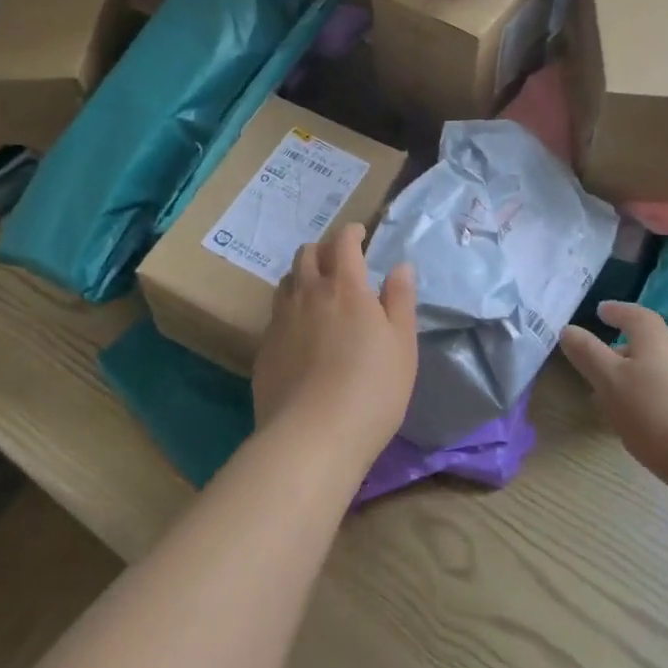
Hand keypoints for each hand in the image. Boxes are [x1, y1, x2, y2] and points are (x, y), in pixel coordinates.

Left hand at [253, 224, 417, 463]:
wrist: (312, 436)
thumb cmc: (372, 389)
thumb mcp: (402, 345)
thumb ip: (401, 300)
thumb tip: (400, 266)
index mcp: (345, 287)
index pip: (343, 242)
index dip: (351, 232)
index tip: (360, 233)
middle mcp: (308, 293)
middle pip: (307, 253)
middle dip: (324, 249)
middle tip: (339, 261)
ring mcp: (281, 320)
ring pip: (287, 281)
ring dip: (303, 276)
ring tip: (317, 291)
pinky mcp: (264, 347)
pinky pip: (276, 314)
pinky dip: (290, 309)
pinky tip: (300, 332)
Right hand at [558, 301, 667, 529]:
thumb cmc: (658, 415)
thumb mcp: (610, 382)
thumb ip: (587, 354)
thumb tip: (568, 328)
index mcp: (656, 340)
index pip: (635, 314)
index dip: (617, 311)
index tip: (600, 310)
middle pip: (649, 344)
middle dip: (621, 349)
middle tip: (597, 360)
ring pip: (658, 372)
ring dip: (634, 377)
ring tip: (612, 397)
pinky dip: (650, 400)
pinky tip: (641, 425)